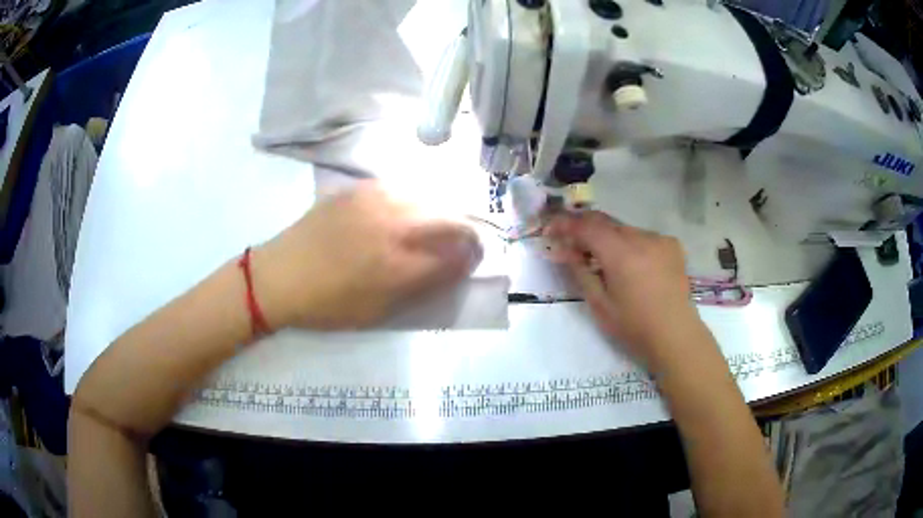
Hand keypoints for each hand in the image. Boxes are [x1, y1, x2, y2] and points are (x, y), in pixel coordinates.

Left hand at [252, 182, 481, 329]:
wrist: (280, 275)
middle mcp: (394, 224)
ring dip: (441, 214)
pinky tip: (403, 215)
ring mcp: (376, 200)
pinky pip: (402, 189)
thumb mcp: (380, 312)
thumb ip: (422, 288)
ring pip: (430, 198)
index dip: (473, 257)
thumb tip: (454, 267)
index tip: (472, 261)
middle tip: (462, 244)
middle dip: (467, 232)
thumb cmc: (329, 305)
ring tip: (433, 229)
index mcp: (400, 265)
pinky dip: (415, 202)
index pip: (458, 254)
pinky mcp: (360, 187)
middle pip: (452, 218)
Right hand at [545, 211, 704, 369]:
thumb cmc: (634, 326)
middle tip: (571, 242)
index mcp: (621, 253)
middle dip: (584, 228)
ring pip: (624, 229)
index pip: (586, 226)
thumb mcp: (599, 304)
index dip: (565, 224)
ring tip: (601, 257)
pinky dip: (630, 244)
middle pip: (605, 222)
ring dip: (608, 237)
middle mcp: (641, 237)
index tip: (551, 228)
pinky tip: (631, 263)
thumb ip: (580, 271)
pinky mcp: (672, 245)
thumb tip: (565, 250)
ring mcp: (659, 239)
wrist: (676, 335)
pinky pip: (643, 237)